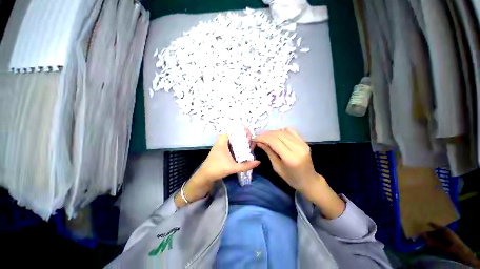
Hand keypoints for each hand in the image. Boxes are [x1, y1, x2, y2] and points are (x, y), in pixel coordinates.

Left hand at [175, 134, 259, 207]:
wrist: (205, 176)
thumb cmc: (217, 169)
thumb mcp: (233, 167)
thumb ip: (246, 166)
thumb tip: (258, 162)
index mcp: (222, 142)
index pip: (230, 131)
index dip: (239, 130)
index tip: (248, 131)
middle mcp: (221, 143)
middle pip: (232, 135)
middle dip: (241, 136)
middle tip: (250, 137)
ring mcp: (221, 147)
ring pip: (231, 141)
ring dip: (239, 141)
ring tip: (248, 142)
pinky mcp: (221, 152)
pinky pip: (230, 146)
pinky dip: (236, 146)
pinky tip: (242, 150)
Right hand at [255, 128, 316, 192]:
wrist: (309, 180)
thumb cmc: (291, 178)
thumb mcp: (276, 167)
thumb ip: (269, 152)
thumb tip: (259, 142)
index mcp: (290, 158)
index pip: (274, 141)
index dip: (263, 138)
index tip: (255, 138)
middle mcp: (298, 148)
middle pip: (279, 134)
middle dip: (266, 134)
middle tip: (259, 137)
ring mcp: (303, 144)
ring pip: (284, 131)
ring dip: (273, 132)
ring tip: (266, 136)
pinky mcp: (304, 142)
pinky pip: (291, 131)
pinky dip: (282, 131)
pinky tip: (277, 135)